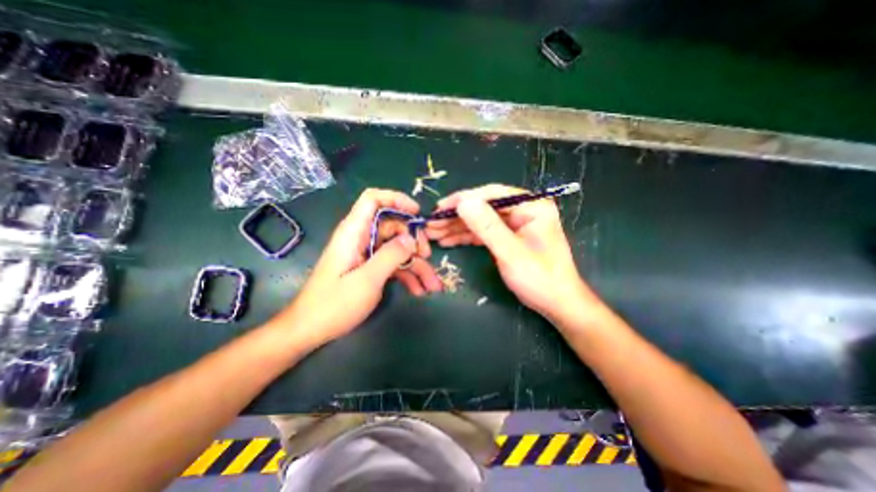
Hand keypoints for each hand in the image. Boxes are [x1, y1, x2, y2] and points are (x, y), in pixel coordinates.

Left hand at [276, 188, 441, 348]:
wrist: (310, 330)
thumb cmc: (334, 304)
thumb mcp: (367, 279)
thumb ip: (391, 255)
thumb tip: (411, 237)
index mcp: (354, 232)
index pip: (373, 199)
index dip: (396, 199)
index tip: (417, 213)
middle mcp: (361, 238)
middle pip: (393, 226)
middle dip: (413, 240)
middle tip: (427, 256)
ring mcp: (366, 255)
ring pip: (397, 249)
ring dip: (416, 265)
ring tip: (432, 285)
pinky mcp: (369, 269)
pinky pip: (393, 265)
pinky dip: (407, 275)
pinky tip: (419, 290)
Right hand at [425, 185, 602, 323]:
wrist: (556, 303)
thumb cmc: (540, 278)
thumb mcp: (511, 252)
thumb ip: (487, 227)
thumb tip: (463, 202)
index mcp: (531, 206)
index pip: (492, 194)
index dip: (464, 199)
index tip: (441, 207)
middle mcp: (522, 210)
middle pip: (483, 207)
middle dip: (456, 216)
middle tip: (432, 223)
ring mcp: (514, 224)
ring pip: (480, 220)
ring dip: (456, 227)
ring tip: (433, 233)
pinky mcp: (507, 237)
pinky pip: (483, 232)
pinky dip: (465, 236)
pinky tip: (447, 240)